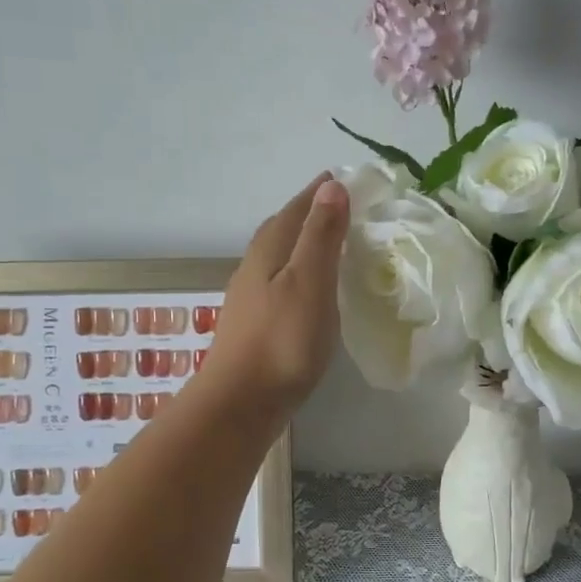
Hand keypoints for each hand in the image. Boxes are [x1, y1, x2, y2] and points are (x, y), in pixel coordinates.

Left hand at [206, 174, 350, 412]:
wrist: (241, 403)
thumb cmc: (282, 340)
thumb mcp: (309, 282)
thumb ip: (321, 235)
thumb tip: (331, 185)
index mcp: (269, 251)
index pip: (295, 209)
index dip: (317, 193)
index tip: (339, 178)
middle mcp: (254, 267)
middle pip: (281, 229)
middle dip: (307, 212)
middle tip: (336, 205)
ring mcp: (250, 298)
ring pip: (277, 256)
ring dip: (300, 242)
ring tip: (325, 243)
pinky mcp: (253, 324)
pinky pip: (278, 281)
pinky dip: (296, 271)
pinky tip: (306, 290)